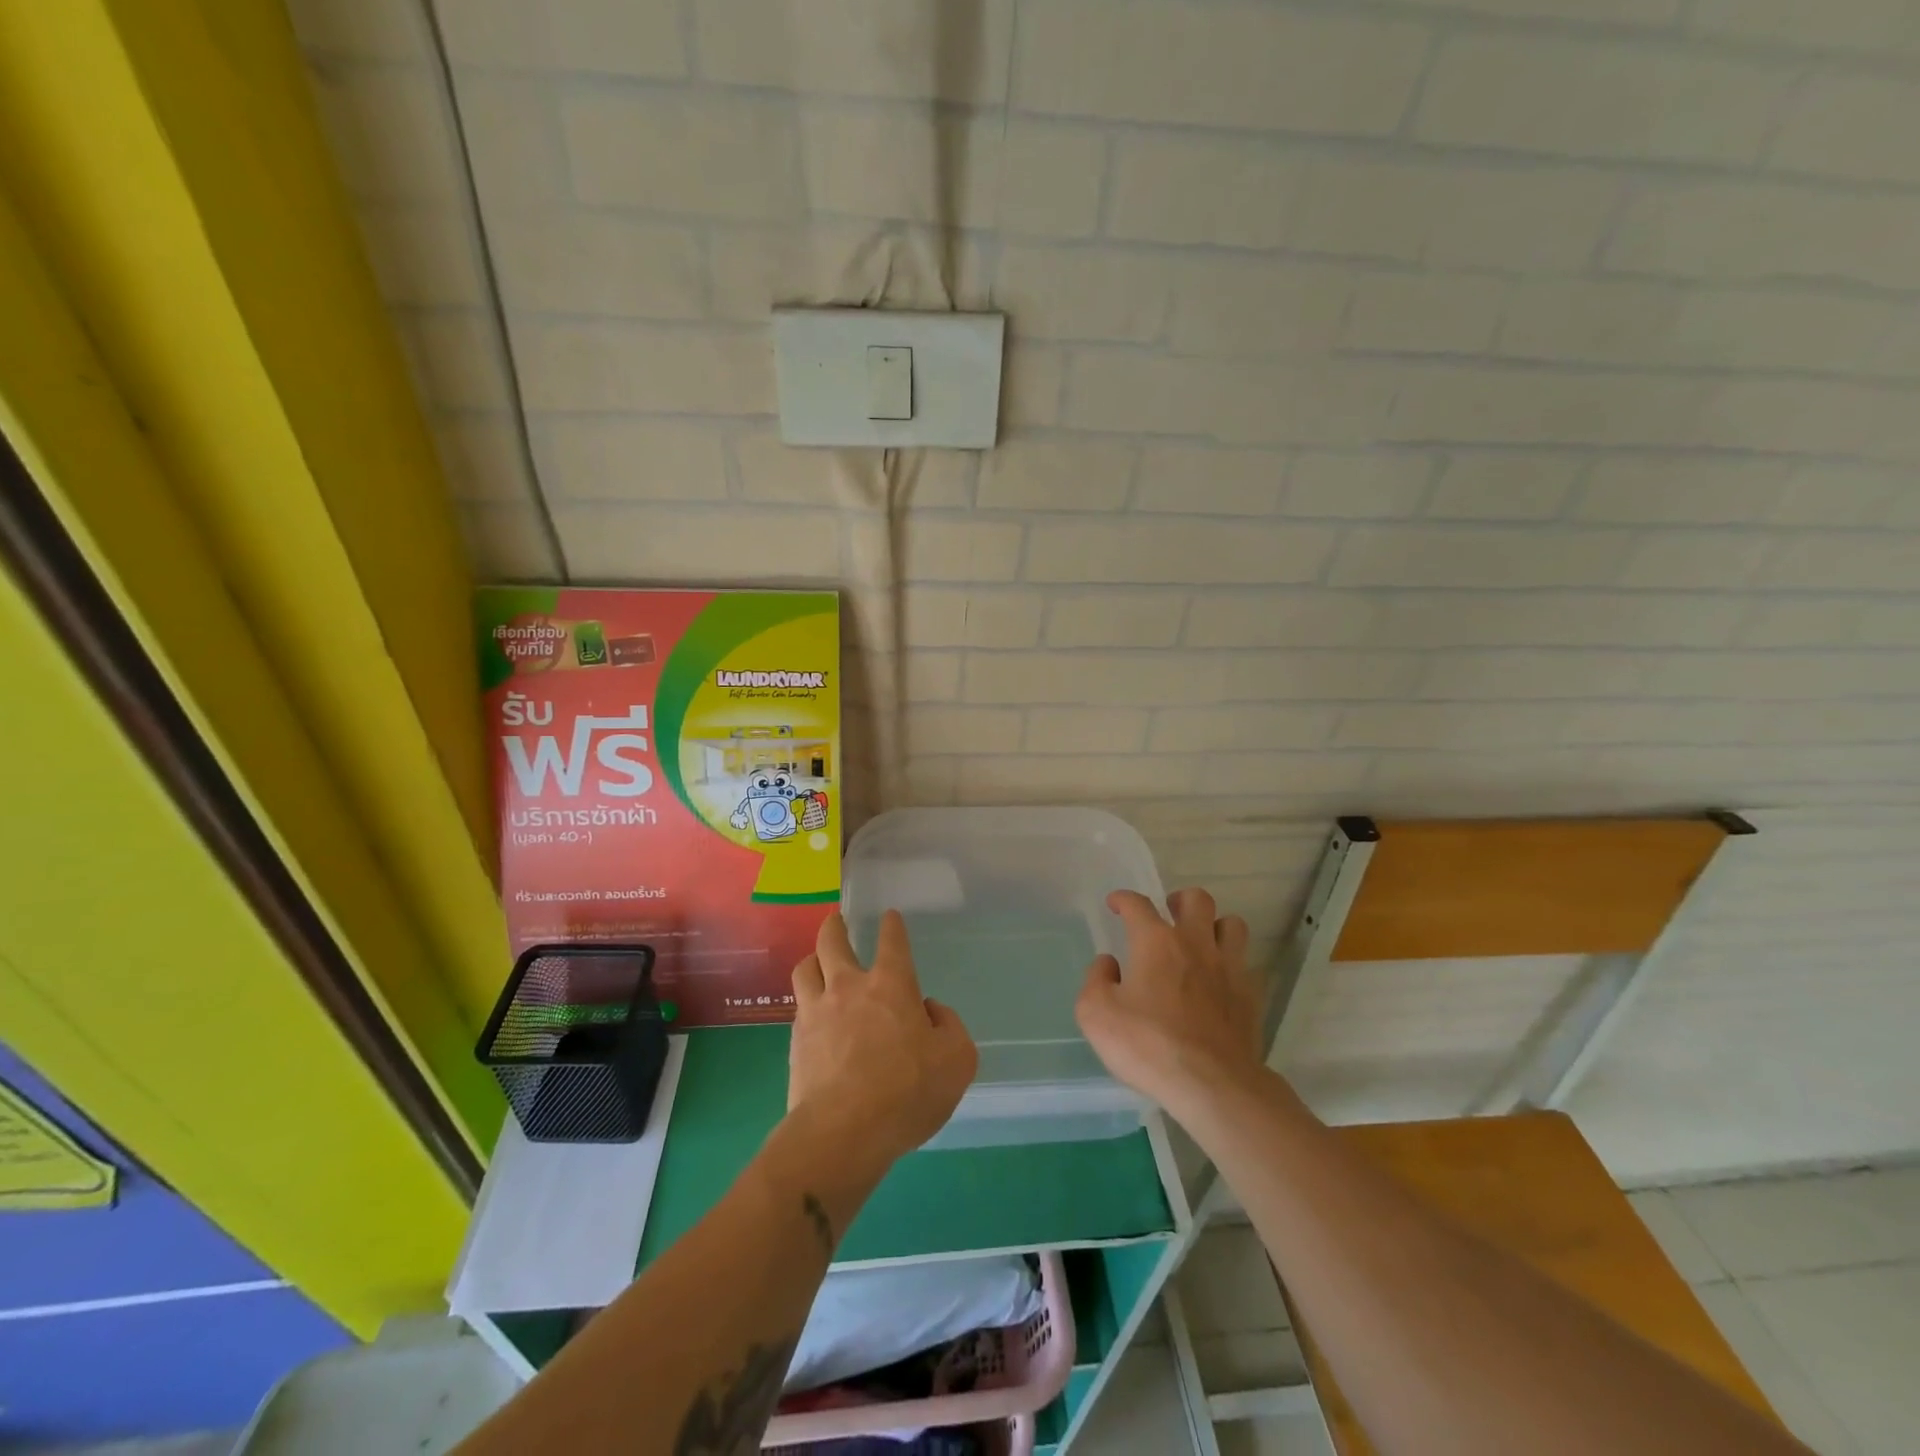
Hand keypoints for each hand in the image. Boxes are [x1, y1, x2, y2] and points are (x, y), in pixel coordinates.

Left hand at [787, 911, 977, 1174]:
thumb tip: (929, 1011)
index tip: (890, 917)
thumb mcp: (957, 1060)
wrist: (843, 1133)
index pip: (892, 942)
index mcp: (891, 985)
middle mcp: (849, 987)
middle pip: (833, 941)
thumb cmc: (907, 1091)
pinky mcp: (795, 1041)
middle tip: (837, 921)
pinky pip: (798, 1007)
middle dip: (835, 926)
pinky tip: (812, 1013)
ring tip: (817, 962)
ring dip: (813, 959)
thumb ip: (949, 1026)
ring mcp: (816, 1012)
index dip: (892, 926)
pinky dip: (807, 1002)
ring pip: (805, 968)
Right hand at [1076, 887, 1259, 1117]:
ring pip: (1232, 924)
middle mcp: (1195, 944)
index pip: (1138, 904)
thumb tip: (1108, 964)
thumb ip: (1096, 980)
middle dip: (1180, 901)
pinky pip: (1245, 964)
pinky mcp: (1251, 996)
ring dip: (1215, 927)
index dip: (1124, 899)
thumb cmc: (1148, 1045)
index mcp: (1156, 942)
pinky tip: (1219, 982)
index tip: (1116, 904)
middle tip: (1168, 916)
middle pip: (1198, 900)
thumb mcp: (1096, 1013)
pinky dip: (1231, 964)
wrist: (1212, 1084)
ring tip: (1201, 943)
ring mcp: (1229, 968)